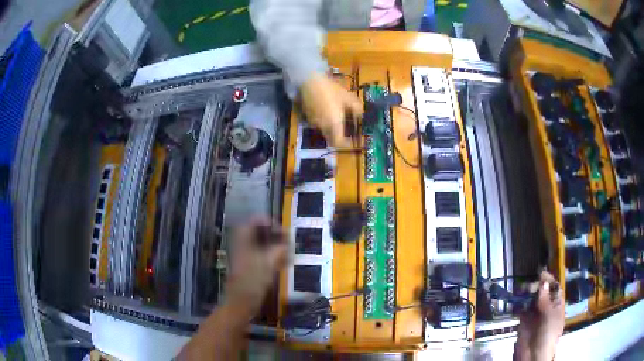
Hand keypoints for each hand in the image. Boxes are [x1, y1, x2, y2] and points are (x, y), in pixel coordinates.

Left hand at [224, 219, 288, 317]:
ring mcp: (245, 256)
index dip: (270, 222)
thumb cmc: (253, 281)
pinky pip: (261, 255)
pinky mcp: (249, 267)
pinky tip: (283, 263)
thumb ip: (280, 249)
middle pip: (258, 232)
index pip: (255, 221)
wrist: (240, 302)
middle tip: (288, 241)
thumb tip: (288, 242)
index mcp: (243, 239)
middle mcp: (243, 244)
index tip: (284, 231)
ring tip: (288, 252)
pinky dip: (272, 256)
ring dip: (275, 245)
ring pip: (261, 244)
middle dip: (275, 234)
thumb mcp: (269, 262)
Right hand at [300, 74, 362, 146]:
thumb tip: (361, 116)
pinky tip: (326, 111)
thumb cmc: (332, 89)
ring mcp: (313, 122)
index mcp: (334, 124)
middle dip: (338, 136)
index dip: (345, 144)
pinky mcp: (307, 116)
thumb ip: (357, 109)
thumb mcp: (349, 97)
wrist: (310, 80)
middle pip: (331, 138)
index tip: (351, 141)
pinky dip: (323, 122)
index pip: (338, 142)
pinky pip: (317, 124)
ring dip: (331, 128)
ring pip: (324, 131)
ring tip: (336, 118)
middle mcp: (323, 126)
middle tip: (346, 129)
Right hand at [516, 270, 564, 360]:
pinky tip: (514, 301)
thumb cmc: (547, 334)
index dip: (548, 279)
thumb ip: (545, 300)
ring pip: (530, 298)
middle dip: (534, 286)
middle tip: (526, 287)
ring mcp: (535, 313)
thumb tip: (542, 283)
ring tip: (518, 291)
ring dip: (525, 293)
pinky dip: (517, 303)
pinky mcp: (524, 320)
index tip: (539, 273)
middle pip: (541, 291)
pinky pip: (521, 308)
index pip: (554, 287)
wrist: (533, 354)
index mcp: (556, 304)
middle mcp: (546, 306)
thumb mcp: (549, 316)